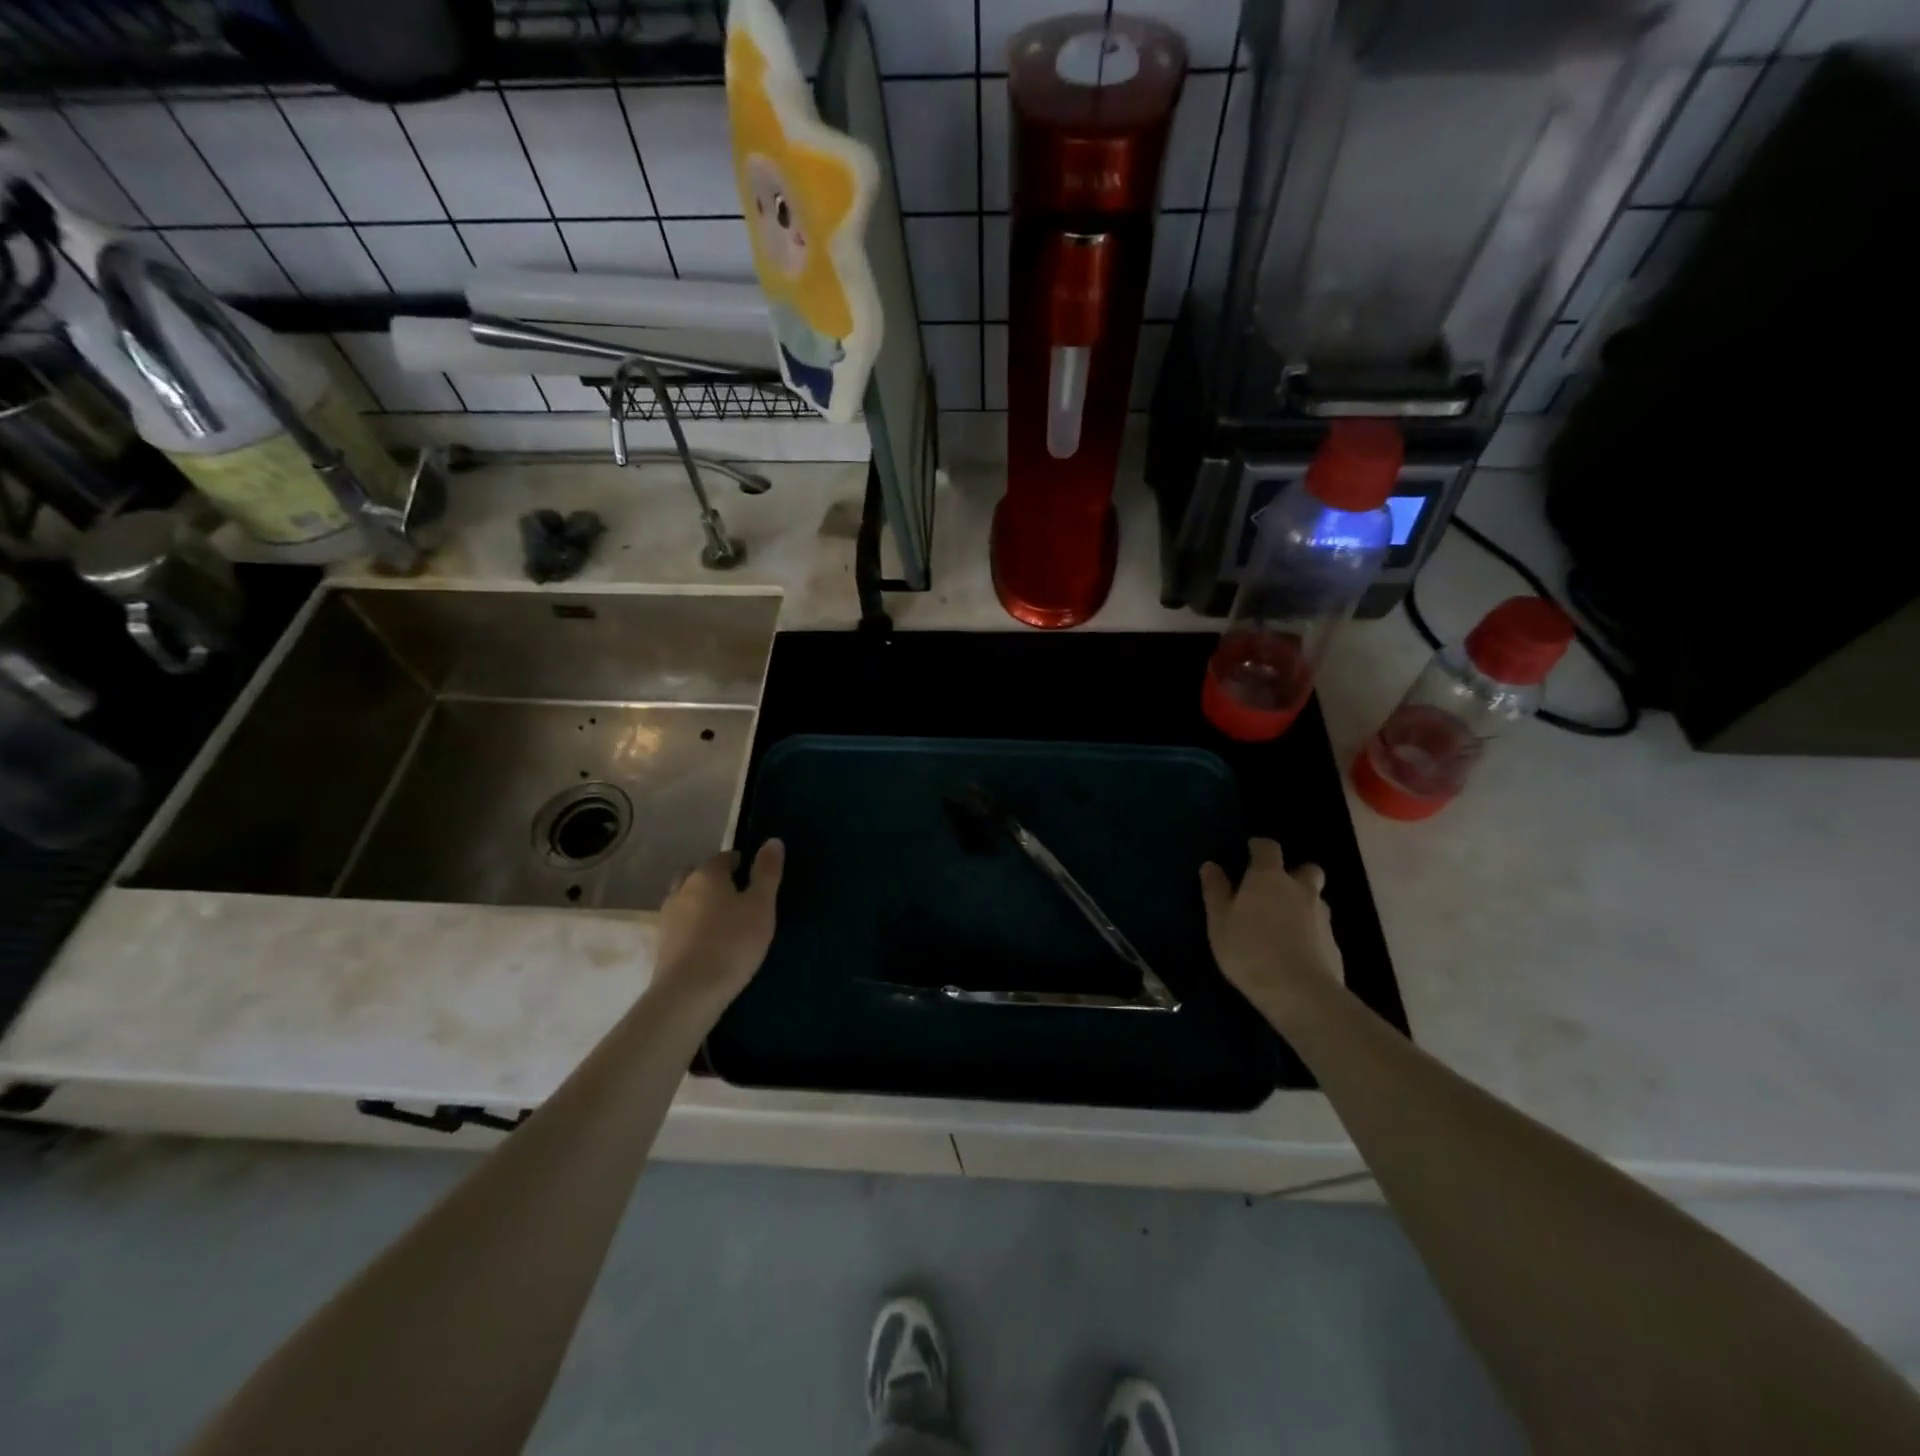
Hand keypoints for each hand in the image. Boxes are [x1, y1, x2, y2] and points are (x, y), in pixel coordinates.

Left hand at [651, 840, 784, 1012]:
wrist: (689, 993)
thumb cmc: (732, 942)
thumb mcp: (761, 906)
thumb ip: (767, 873)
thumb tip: (773, 840)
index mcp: (706, 875)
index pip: (724, 858)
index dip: (740, 863)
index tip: (754, 877)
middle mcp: (681, 890)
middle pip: (697, 875)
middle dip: (714, 879)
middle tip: (736, 895)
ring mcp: (667, 918)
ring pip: (685, 899)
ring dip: (700, 902)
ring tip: (722, 920)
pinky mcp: (661, 945)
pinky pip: (680, 924)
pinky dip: (692, 926)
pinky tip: (706, 942)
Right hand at [1200, 838, 1343, 1025]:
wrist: (1299, 992)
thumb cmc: (1249, 949)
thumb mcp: (1219, 921)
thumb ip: (1216, 891)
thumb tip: (1211, 865)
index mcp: (1269, 878)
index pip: (1269, 849)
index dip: (1260, 847)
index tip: (1250, 850)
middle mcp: (1300, 890)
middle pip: (1307, 870)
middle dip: (1295, 873)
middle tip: (1276, 887)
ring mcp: (1322, 917)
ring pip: (1316, 900)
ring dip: (1303, 904)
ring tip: (1284, 923)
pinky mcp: (1334, 944)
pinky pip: (1321, 929)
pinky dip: (1311, 932)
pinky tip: (1296, 950)